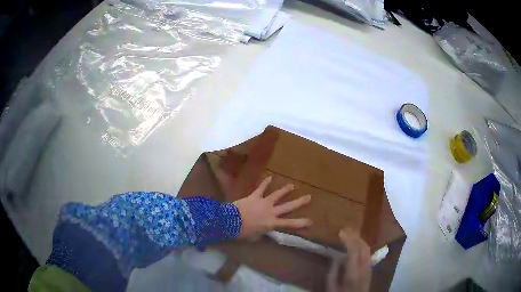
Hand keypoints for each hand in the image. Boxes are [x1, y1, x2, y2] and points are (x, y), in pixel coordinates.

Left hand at [233, 176, 311, 240]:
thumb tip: (264, 231)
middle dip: (300, 202)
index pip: (290, 224)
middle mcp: (271, 212)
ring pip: (277, 195)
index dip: (301, 223)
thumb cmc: (243, 232)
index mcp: (272, 223)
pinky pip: (261, 188)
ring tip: (292, 185)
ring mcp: (264, 202)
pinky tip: (270, 176)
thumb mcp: (255, 237)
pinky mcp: (255, 196)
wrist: (231, 221)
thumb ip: (262, 232)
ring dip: (285, 190)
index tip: (311, 221)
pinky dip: (265, 183)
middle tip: (309, 197)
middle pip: (288, 206)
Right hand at [327, 228, 370, 291]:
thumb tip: (336, 256)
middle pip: (364, 247)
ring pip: (367, 249)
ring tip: (350, 233)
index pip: (354, 252)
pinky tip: (356, 243)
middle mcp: (364, 268)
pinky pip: (367, 253)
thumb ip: (333, 271)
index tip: (340, 231)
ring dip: (359, 239)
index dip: (348, 239)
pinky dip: (362, 245)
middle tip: (345, 229)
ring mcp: (369, 268)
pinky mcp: (370, 269)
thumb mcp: (331, 287)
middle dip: (355, 236)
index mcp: (353, 273)